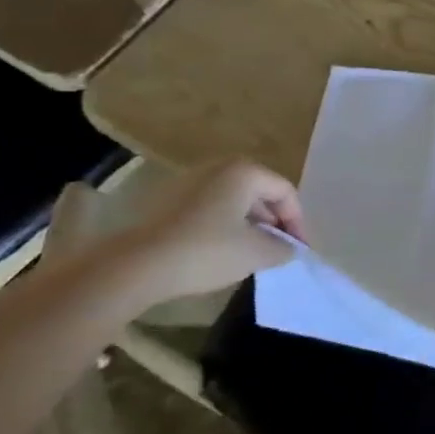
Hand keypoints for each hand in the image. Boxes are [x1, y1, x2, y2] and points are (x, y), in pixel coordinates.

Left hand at [51, 159, 305, 310]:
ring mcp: (188, 181)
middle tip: (278, 249)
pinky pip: (208, 208)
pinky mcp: (167, 200)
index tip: (298, 249)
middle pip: (259, 192)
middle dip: (273, 221)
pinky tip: (220, 251)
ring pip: (233, 200)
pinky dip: (222, 225)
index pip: (285, 191)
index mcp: (244, 172)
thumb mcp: (257, 253)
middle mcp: (218, 167)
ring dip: (248, 224)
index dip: (297, 221)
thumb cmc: (206, 251)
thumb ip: (283, 247)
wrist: (136, 266)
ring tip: (251, 253)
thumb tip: (289, 247)